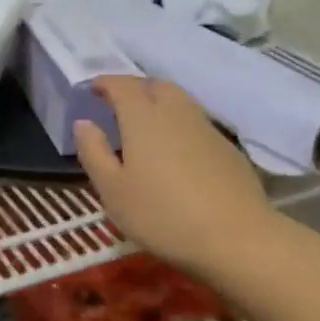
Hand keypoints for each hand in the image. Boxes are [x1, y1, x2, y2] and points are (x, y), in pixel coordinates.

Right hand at [73, 77, 275, 278]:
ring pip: (179, 101)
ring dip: (159, 103)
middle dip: (134, 88)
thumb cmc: (162, 215)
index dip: (105, 83)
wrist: (235, 237)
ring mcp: (206, 128)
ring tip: (144, 125)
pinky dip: (178, 124)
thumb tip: (84, 123)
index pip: (122, 85)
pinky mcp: (227, 148)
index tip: (92, 89)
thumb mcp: (113, 190)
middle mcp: (176, 112)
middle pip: (155, 85)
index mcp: (143, 117)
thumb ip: (94, 152)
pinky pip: (195, 122)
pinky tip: (175, 150)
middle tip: (118, 105)